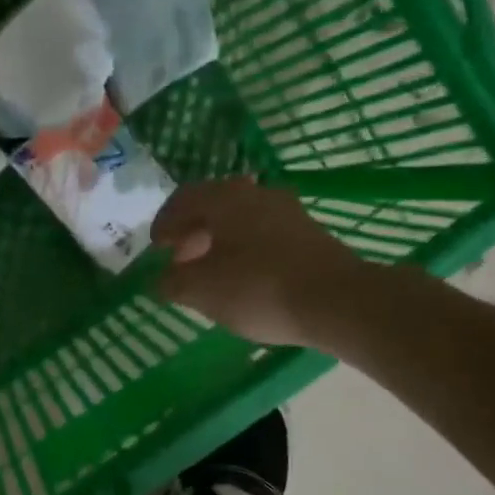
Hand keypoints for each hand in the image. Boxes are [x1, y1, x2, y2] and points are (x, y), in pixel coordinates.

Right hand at [152, 179, 364, 345]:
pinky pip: (264, 232)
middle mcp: (255, 194)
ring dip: (220, 239)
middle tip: (181, 259)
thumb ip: (173, 283)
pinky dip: (245, 247)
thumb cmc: (258, 288)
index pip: (183, 199)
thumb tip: (158, 280)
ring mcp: (287, 211)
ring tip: (212, 270)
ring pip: (242, 218)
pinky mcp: (309, 233)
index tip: (157, 248)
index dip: (164, 223)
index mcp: (224, 198)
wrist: (338, 301)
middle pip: (214, 205)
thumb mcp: (202, 291)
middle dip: (193, 231)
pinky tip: (245, 275)